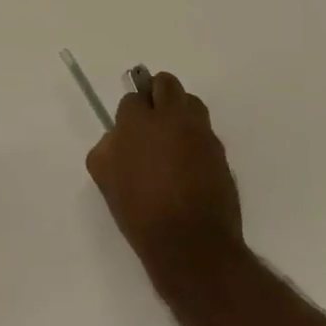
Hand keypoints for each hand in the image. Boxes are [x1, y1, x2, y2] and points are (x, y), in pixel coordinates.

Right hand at [86, 71, 241, 280]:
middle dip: (156, 94)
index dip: (130, 112)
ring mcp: (200, 132)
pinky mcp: (220, 151)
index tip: (128, 129)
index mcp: (139, 122)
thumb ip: (107, 149)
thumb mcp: (106, 180)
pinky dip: (195, 137)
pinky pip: (205, 131)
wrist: (190, 242)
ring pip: (191, 102)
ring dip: (179, 110)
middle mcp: (172, 118)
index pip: (133, 98)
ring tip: (171, 138)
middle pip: (166, 84)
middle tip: (150, 119)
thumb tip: (117, 138)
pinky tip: (187, 162)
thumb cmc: (140, 211)